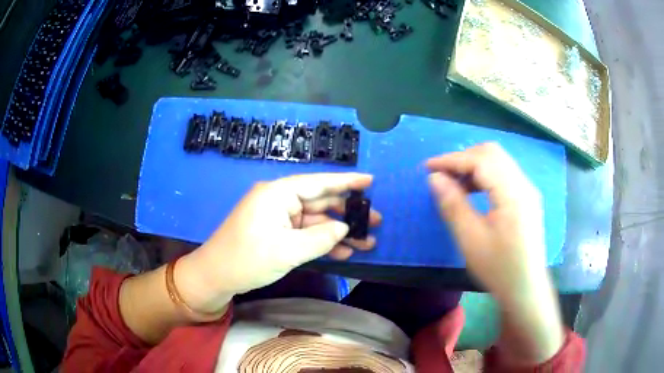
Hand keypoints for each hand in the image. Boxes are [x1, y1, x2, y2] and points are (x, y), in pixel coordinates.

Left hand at [177, 173, 380, 312]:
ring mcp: (278, 218)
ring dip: (339, 232)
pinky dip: (323, 242)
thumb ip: (320, 238)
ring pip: (315, 221)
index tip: (370, 181)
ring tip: (368, 241)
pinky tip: (345, 252)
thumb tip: (344, 228)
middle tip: (376, 221)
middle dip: (348, 213)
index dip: (346, 182)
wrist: (216, 276)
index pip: (318, 183)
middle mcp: (279, 201)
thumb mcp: (287, 250)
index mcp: (278, 194)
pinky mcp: (277, 233)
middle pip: (320, 202)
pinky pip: (305, 234)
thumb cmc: (247, 259)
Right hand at [425, 143, 545, 300]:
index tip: (428, 167)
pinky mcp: (527, 199)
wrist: (526, 289)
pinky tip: (475, 192)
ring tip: (456, 185)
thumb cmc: (499, 268)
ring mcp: (528, 191)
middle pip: (492, 153)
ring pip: (499, 162)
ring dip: (475, 166)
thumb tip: (435, 178)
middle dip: (464, 158)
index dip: (452, 160)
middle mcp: (523, 184)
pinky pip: (504, 174)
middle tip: (443, 175)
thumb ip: (453, 204)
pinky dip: (486, 175)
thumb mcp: (470, 239)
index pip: (480, 160)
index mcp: (512, 193)